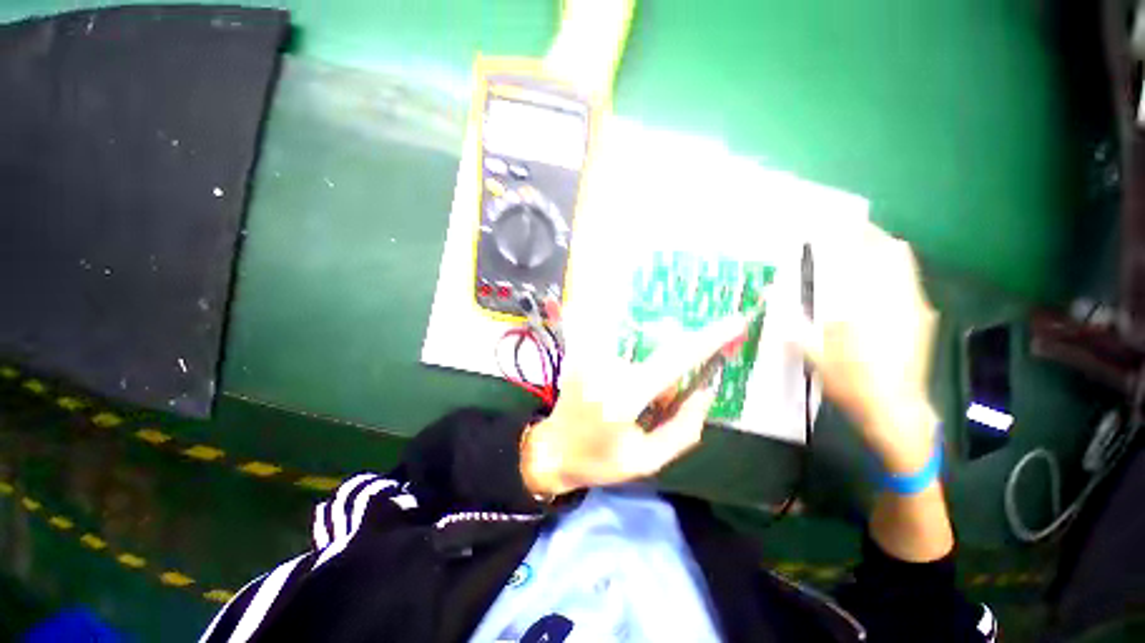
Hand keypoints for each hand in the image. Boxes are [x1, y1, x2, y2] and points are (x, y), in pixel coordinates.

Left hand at [521, 312, 750, 496]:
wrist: (553, 449)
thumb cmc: (599, 461)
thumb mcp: (648, 460)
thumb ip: (684, 428)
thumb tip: (706, 390)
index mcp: (623, 396)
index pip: (674, 359)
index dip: (707, 339)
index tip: (736, 322)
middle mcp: (605, 367)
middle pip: (659, 359)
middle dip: (668, 383)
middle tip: (656, 408)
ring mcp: (589, 355)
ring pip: (641, 356)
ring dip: (648, 379)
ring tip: (631, 406)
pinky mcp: (582, 351)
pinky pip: (620, 348)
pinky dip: (631, 368)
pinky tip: (617, 392)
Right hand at [794, 223, 938, 473]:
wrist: (896, 412)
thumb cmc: (852, 383)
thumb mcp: (815, 353)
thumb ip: (794, 321)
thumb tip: (771, 295)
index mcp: (871, 307)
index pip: (867, 257)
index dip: (853, 235)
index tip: (834, 224)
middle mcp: (900, 301)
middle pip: (894, 253)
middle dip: (870, 236)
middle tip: (845, 233)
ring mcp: (915, 310)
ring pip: (903, 267)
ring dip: (881, 253)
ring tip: (856, 252)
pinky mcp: (921, 320)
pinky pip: (906, 283)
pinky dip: (889, 272)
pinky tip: (870, 284)